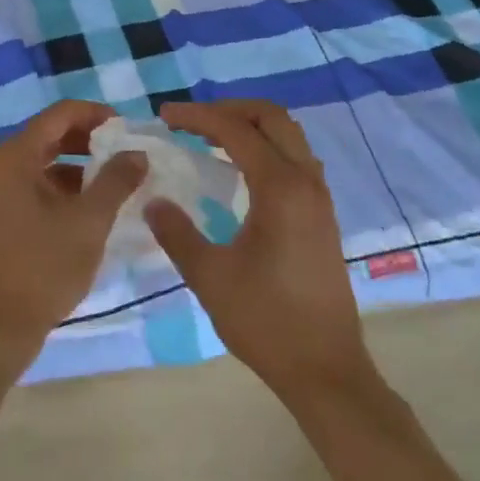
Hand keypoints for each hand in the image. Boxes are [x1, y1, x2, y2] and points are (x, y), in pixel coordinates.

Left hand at [0, 100, 146, 355]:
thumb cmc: (44, 265)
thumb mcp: (89, 221)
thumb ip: (116, 181)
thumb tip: (138, 152)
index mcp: (18, 154)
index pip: (61, 114)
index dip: (96, 114)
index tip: (130, 128)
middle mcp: (7, 164)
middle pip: (54, 134)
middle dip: (92, 139)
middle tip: (129, 151)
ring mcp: (5, 190)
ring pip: (51, 161)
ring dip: (84, 165)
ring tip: (121, 179)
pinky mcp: (10, 214)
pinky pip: (44, 185)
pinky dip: (71, 188)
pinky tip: (98, 206)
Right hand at [145, 100, 375, 403]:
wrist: (326, 370)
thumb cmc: (266, 321)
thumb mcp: (209, 276)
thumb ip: (177, 232)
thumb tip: (153, 200)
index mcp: (280, 188)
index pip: (235, 129)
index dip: (197, 116)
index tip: (164, 117)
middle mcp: (306, 182)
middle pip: (272, 118)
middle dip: (228, 109)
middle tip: (190, 122)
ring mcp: (319, 199)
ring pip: (288, 136)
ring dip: (249, 127)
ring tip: (209, 140)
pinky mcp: (322, 216)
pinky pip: (294, 159)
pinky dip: (264, 148)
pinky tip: (238, 173)